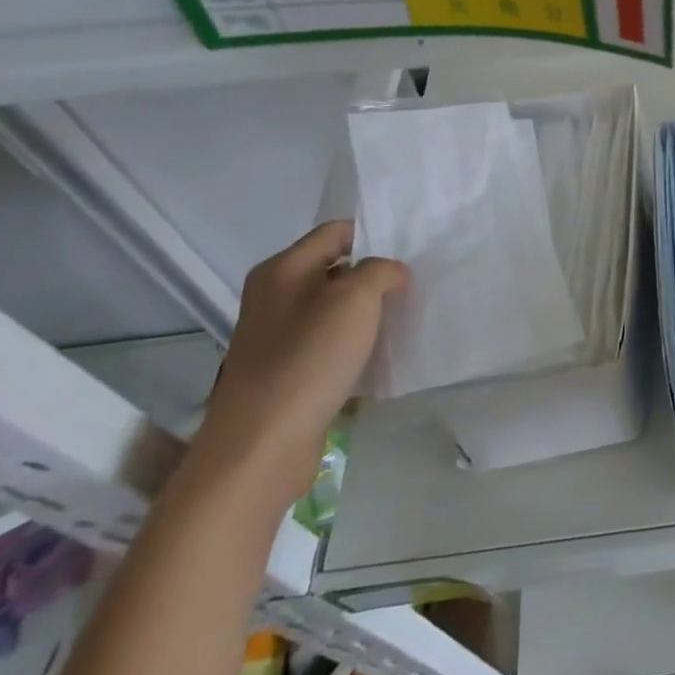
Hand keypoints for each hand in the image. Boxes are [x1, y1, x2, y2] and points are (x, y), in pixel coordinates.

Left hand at [191, 222, 407, 508]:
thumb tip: (391, 273)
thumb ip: (380, 271)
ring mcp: (276, 334)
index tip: (410, 255)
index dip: (374, 236)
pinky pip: (327, 342)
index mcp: (282, 269)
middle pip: (335, 268)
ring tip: (400, 321)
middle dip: (373, 276)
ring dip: (366, 312)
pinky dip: (352, 343)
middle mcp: (274, 295)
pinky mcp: (284, 369)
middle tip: (412, 288)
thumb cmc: (309, 358)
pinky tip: (376, 356)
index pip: (336, 232)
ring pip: (333, 307)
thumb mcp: (356, 299)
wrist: (263, 442)